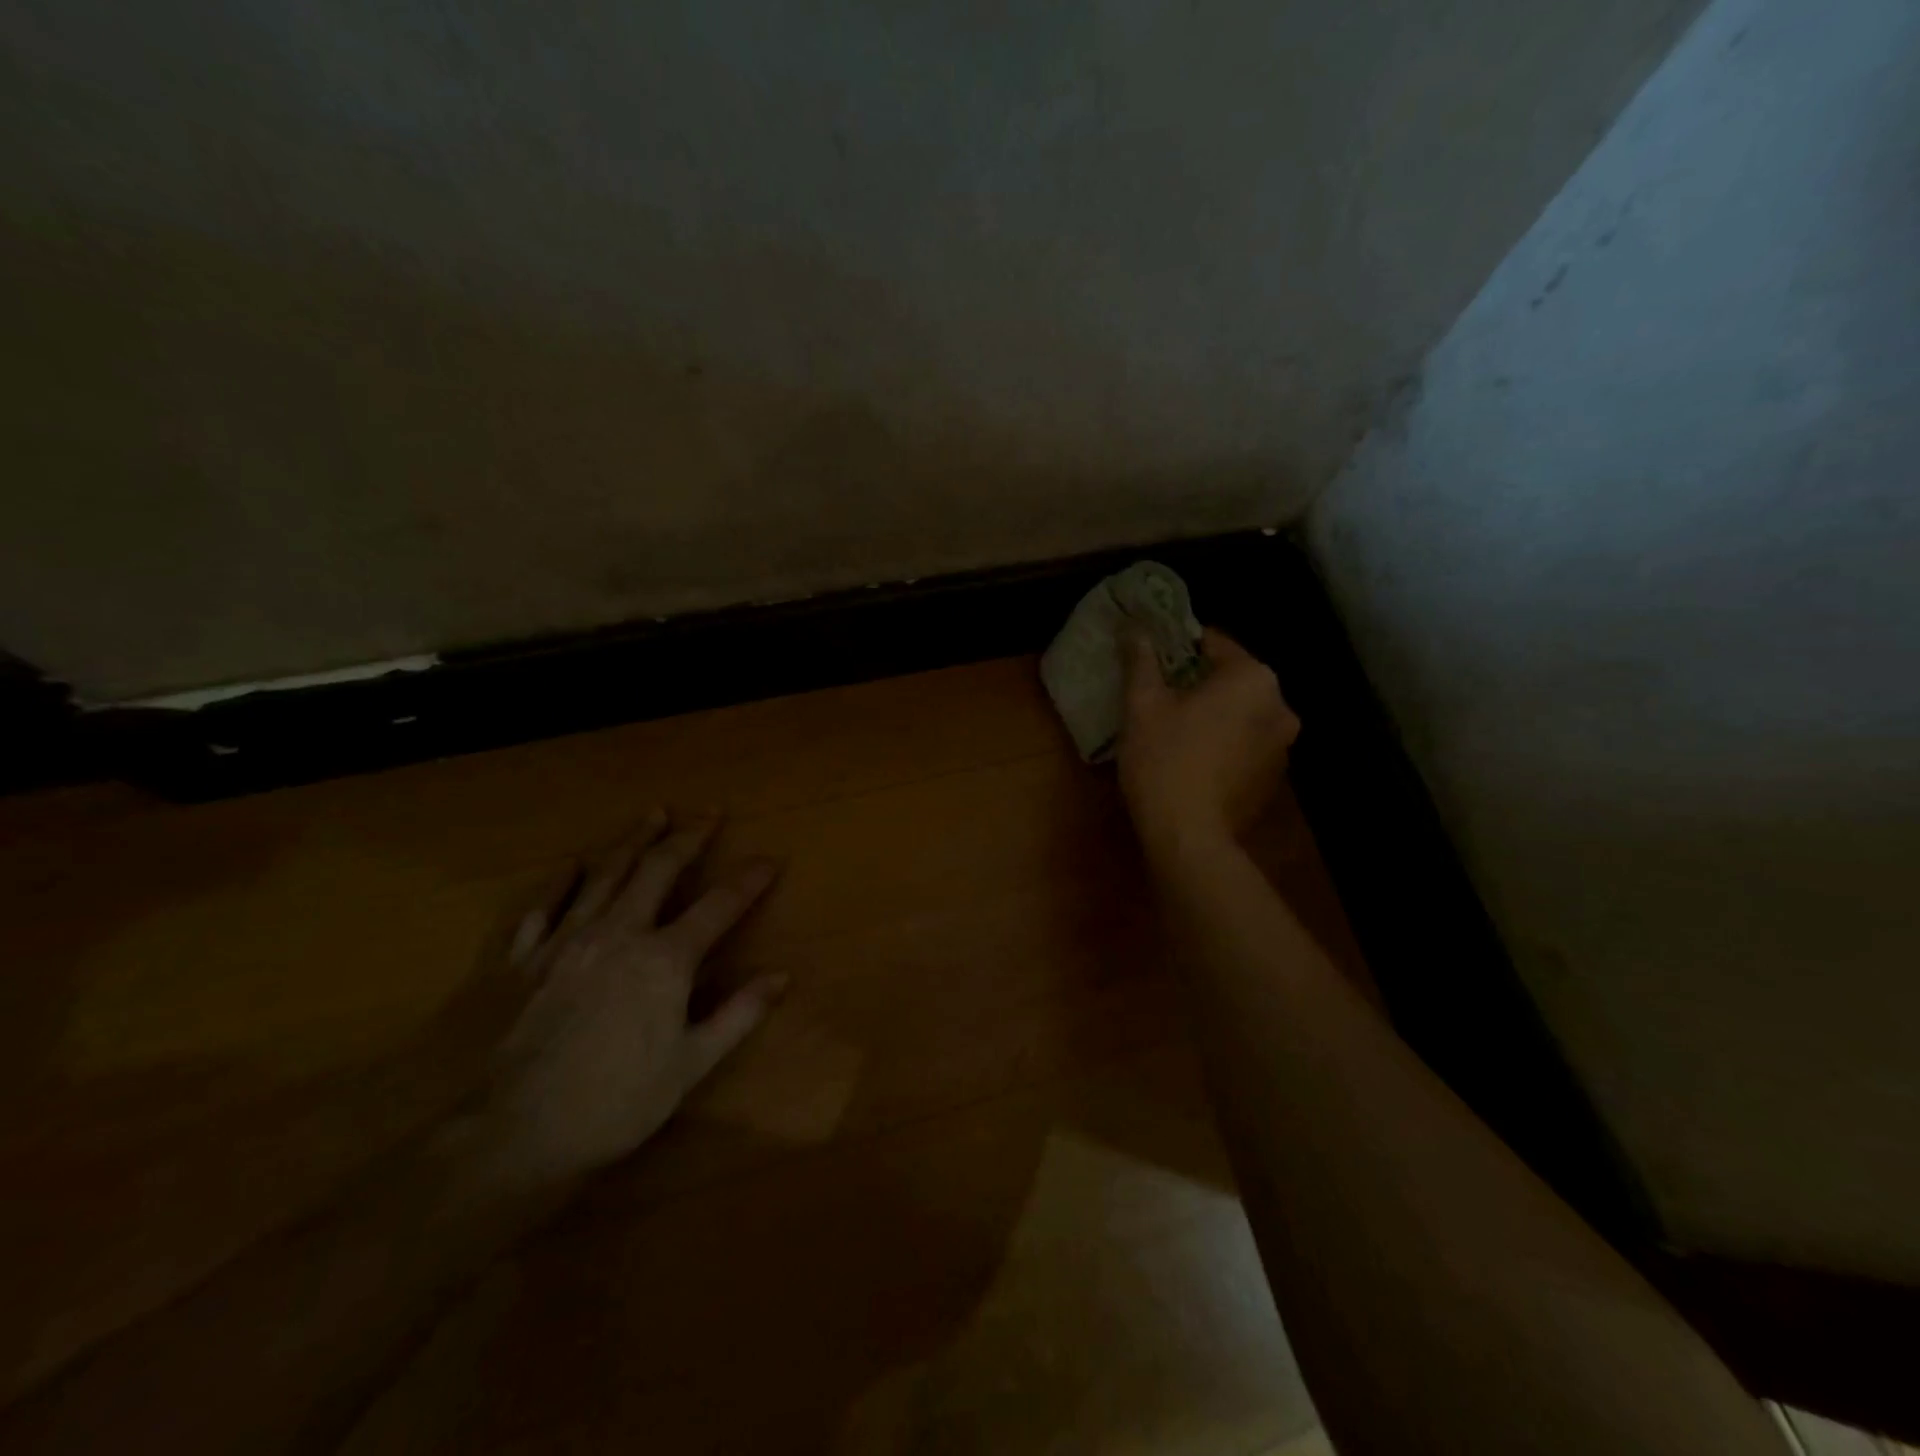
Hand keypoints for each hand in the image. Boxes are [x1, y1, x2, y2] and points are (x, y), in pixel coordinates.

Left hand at [479, 809, 785, 1180]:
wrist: (512, 1132)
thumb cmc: (615, 1102)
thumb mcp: (691, 1065)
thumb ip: (739, 1014)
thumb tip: (781, 976)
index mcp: (665, 959)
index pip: (719, 905)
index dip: (748, 880)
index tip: (770, 859)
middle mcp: (619, 933)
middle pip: (658, 870)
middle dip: (688, 836)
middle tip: (709, 811)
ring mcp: (567, 941)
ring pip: (605, 874)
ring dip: (633, 840)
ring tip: (652, 813)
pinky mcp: (525, 959)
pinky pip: (545, 906)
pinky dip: (561, 882)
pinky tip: (572, 864)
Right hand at [1118, 629, 1299, 863]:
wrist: (1188, 835)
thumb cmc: (1164, 759)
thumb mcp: (1143, 704)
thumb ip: (1142, 661)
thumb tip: (1133, 628)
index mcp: (1253, 678)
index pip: (1215, 643)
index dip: (1179, 647)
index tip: (1154, 658)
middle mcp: (1280, 705)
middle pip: (1233, 679)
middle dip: (1199, 682)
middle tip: (1160, 695)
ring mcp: (1283, 745)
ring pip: (1241, 713)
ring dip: (1215, 713)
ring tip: (1176, 728)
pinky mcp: (1274, 777)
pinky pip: (1246, 743)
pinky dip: (1225, 742)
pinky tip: (1194, 759)